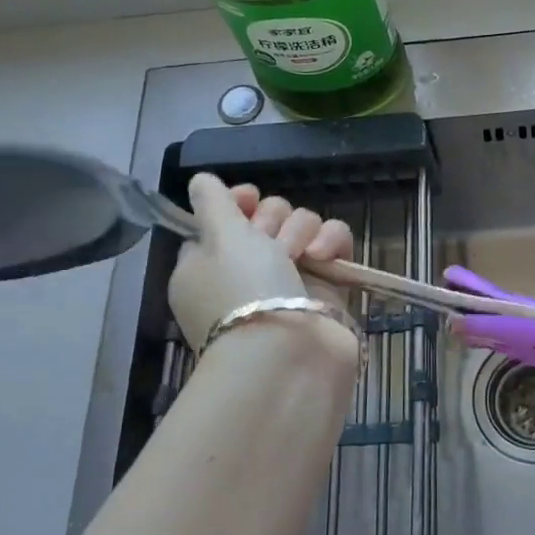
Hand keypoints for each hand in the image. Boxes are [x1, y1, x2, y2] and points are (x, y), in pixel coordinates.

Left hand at [169, 173, 354, 349]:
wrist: (288, 354)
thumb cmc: (243, 290)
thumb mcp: (218, 237)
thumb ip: (212, 202)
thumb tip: (200, 181)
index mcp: (208, 262)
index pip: (223, 218)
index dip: (236, 202)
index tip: (247, 199)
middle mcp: (247, 269)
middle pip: (266, 218)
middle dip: (273, 218)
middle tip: (270, 240)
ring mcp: (288, 278)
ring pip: (303, 226)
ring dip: (302, 230)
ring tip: (300, 255)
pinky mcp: (325, 286)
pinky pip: (333, 244)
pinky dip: (331, 243)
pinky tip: (324, 256)